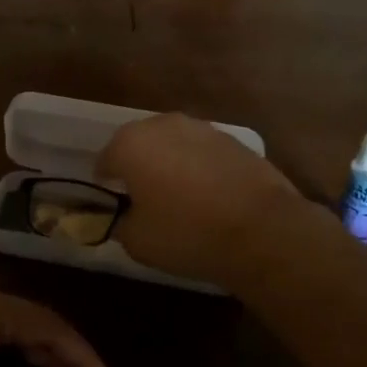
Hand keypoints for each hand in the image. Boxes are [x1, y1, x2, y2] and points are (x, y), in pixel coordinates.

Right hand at [96, 113, 315, 287]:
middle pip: (139, 144)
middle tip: (143, 198)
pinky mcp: (234, 140)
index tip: (113, 204)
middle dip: (138, 166)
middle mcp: (163, 125)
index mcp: (131, 144)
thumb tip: (123, 216)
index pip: (105, 160)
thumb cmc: (187, 233)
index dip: (105, 183)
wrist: (262, 230)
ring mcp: (202, 128)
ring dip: (170, 163)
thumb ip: (120, 222)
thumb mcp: (137, 241)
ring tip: (178, 197)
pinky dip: (200, 168)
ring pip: (174, 145)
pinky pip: (203, 153)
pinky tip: (209, 196)